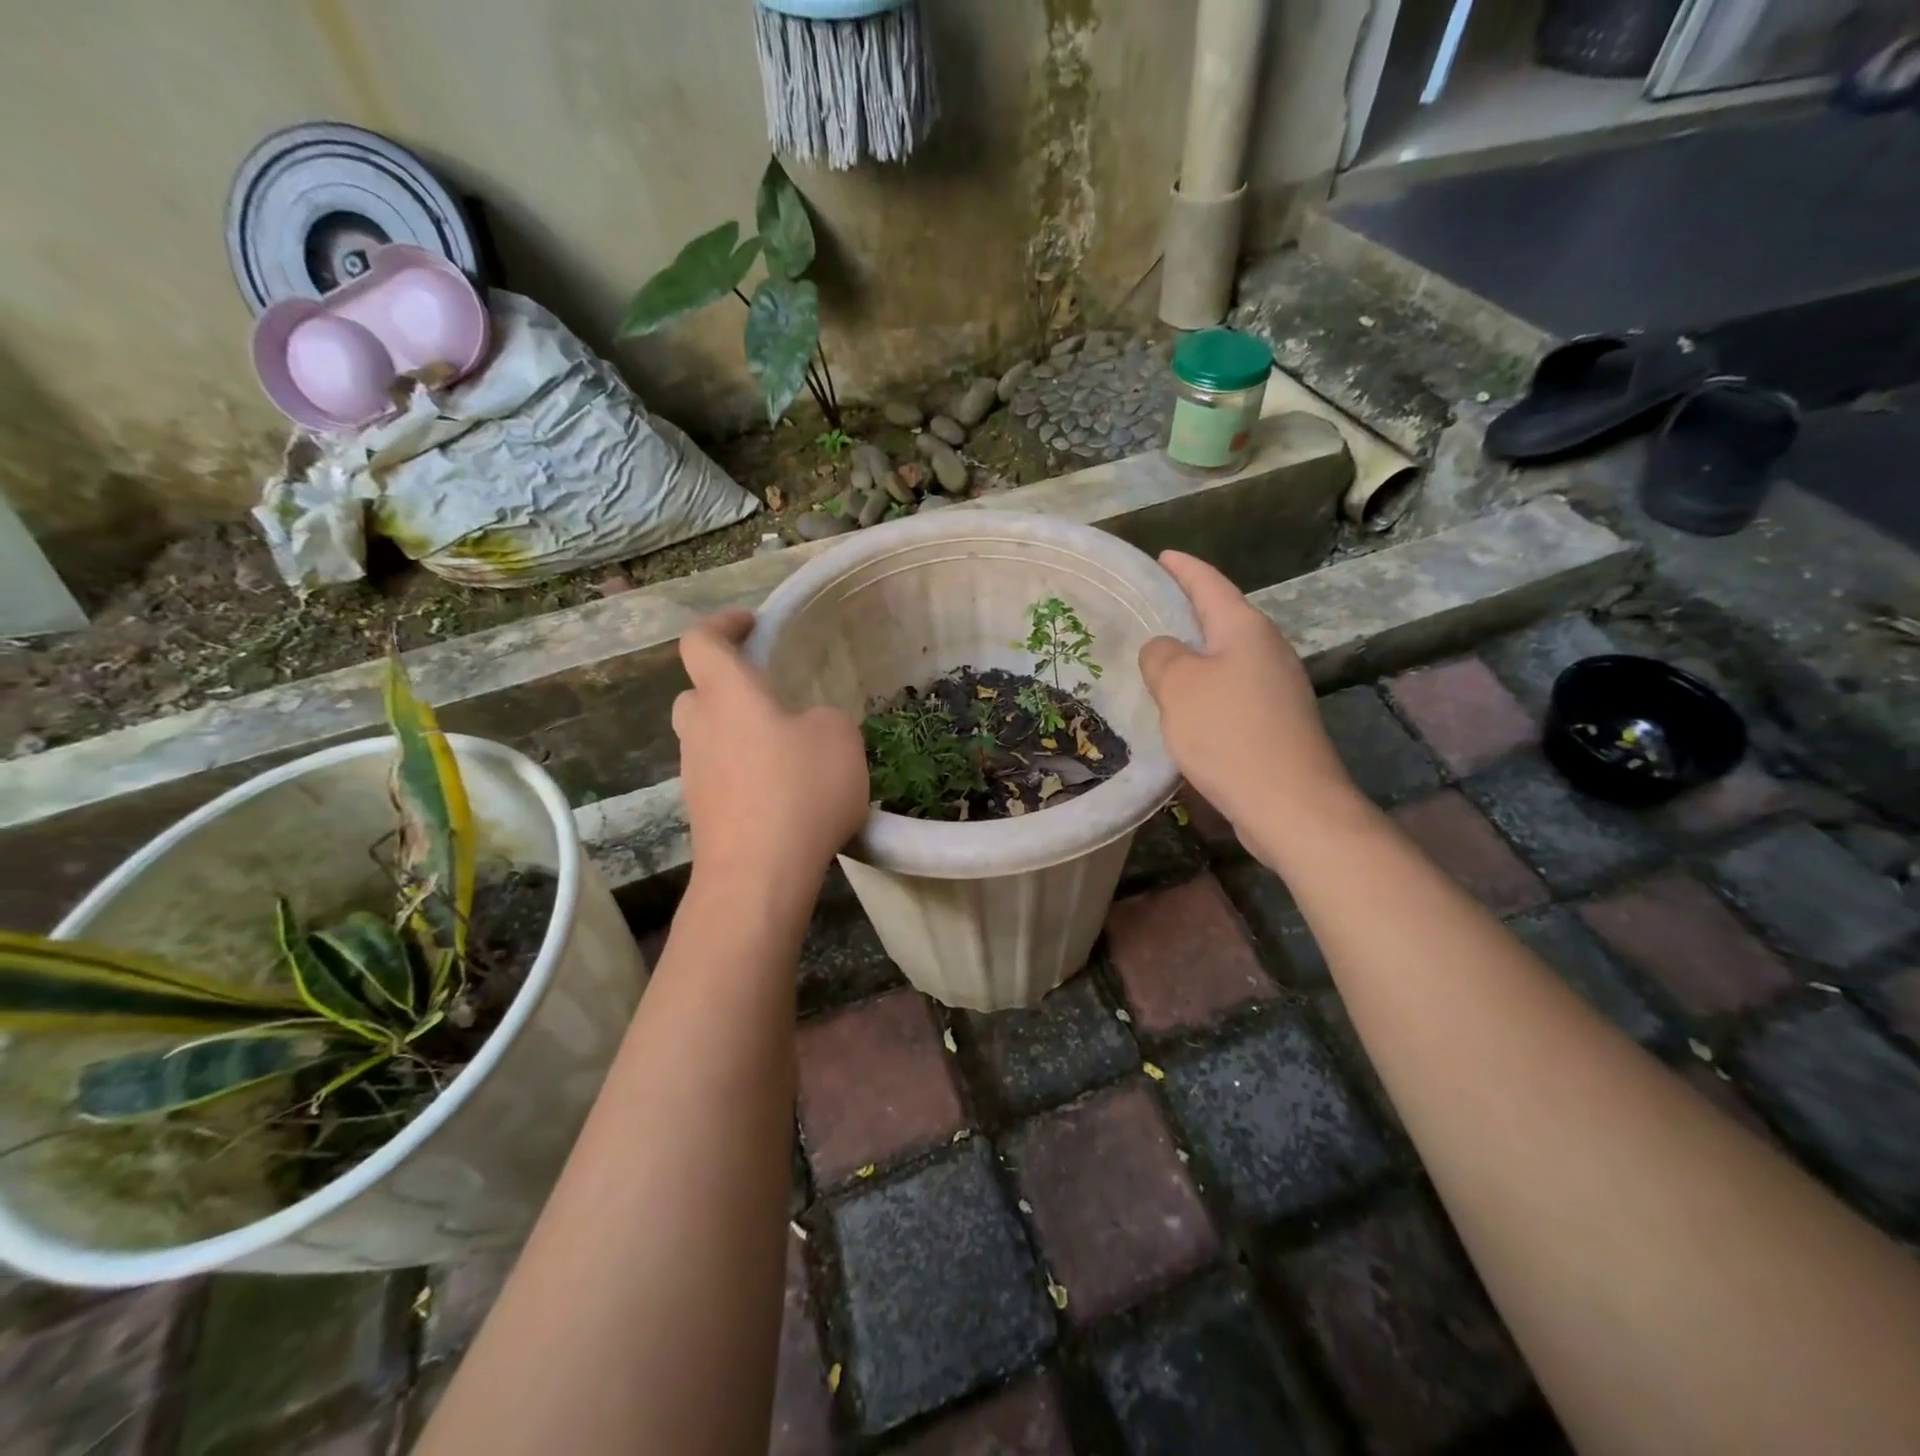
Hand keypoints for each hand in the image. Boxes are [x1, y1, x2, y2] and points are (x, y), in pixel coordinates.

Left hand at [672, 610, 869, 891]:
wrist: (759, 876)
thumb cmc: (799, 790)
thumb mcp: (839, 737)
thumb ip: (823, 719)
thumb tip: (806, 729)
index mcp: (728, 696)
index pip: (701, 642)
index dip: (723, 625)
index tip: (751, 625)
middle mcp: (700, 730)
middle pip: (698, 695)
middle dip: (727, 688)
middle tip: (768, 698)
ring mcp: (695, 777)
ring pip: (709, 741)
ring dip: (740, 738)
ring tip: (788, 754)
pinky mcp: (704, 817)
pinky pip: (722, 780)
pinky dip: (746, 777)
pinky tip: (784, 797)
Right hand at [1139, 552, 1358, 865]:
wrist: (1290, 804)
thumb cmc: (1229, 733)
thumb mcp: (1179, 687)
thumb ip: (1162, 656)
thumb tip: (1163, 649)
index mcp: (1245, 629)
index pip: (1209, 584)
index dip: (1183, 569)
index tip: (1162, 556)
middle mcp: (1267, 650)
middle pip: (1222, 618)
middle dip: (1188, 611)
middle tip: (1150, 608)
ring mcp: (1277, 687)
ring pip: (1226, 658)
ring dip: (1195, 655)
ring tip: (1159, 657)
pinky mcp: (1276, 722)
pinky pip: (1231, 690)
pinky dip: (1205, 689)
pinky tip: (1184, 707)